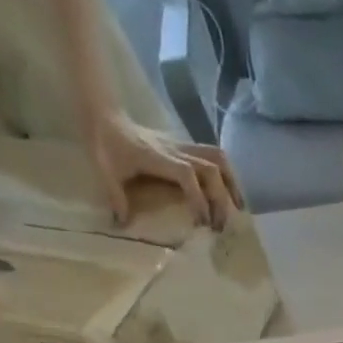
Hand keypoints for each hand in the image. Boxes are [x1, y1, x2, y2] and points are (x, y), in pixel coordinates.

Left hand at [83, 109, 240, 228]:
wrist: (105, 115)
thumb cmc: (106, 144)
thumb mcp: (105, 171)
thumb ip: (116, 198)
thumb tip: (122, 226)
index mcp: (158, 158)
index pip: (188, 175)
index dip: (200, 199)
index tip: (202, 224)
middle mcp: (176, 151)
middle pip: (211, 169)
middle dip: (221, 199)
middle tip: (220, 226)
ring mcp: (183, 147)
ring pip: (218, 159)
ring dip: (231, 183)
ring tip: (237, 208)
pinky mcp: (185, 147)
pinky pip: (215, 157)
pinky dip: (227, 175)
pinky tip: (229, 193)